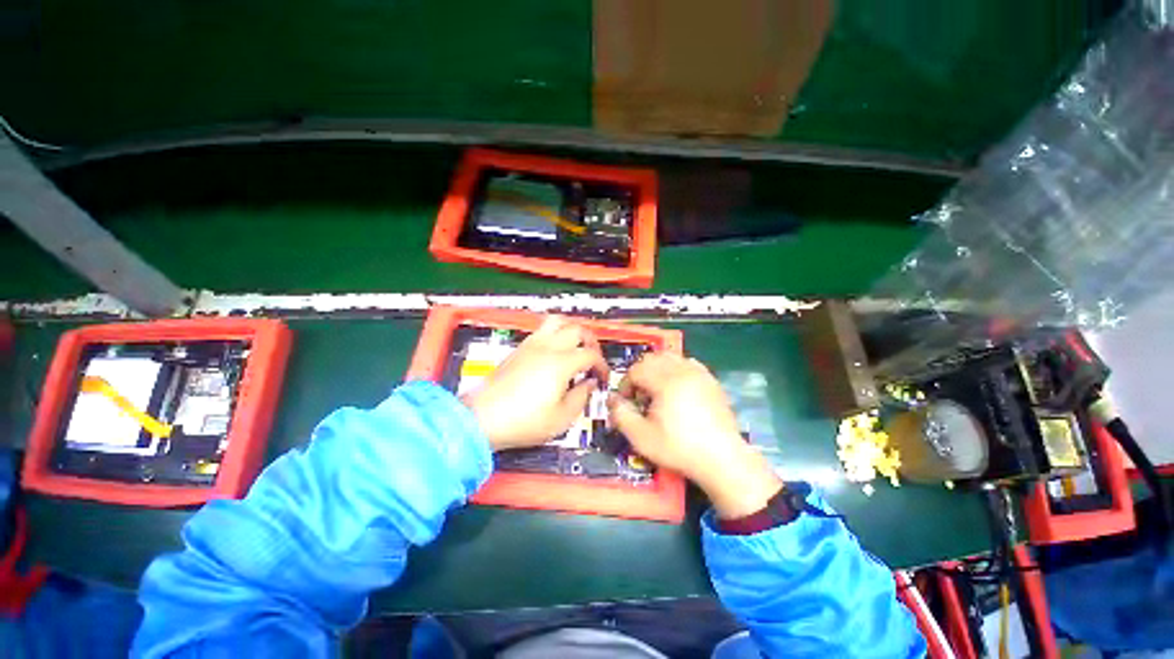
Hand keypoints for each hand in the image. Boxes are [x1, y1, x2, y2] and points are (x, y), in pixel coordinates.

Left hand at [463, 316, 608, 451]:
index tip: (602, 378)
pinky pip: (542, 330)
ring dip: (572, 331)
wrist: (481, 419)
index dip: (602, 365)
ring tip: (575, 347)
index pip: (591, 354)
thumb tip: (590, 384)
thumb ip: (582, 397)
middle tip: (593, 358)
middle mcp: (547, 347)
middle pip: (577, 329)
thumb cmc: (523, 421)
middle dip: (591, 341)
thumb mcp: (561, 418)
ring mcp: (531, 344)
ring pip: (557, 321)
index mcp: (561, 362)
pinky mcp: (519, 348)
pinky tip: (555, 353)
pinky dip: (555, 334)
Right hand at [607, 353, 781, 518]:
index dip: (626, 384)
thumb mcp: (641, 437)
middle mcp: (683, 370)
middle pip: (652, 359)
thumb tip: (612, 399)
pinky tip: (677, 390)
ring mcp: (699, 373)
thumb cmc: (679, 448)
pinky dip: (676, 370)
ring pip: (670, 358)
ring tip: (657, 392)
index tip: (626, 402)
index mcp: (665, 381)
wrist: (722, 459)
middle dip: (640, 374)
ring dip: (657, 370)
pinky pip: (687, 364)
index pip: (636, 369)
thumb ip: (621, 415)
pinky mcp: (711, 380)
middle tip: (640, 397)